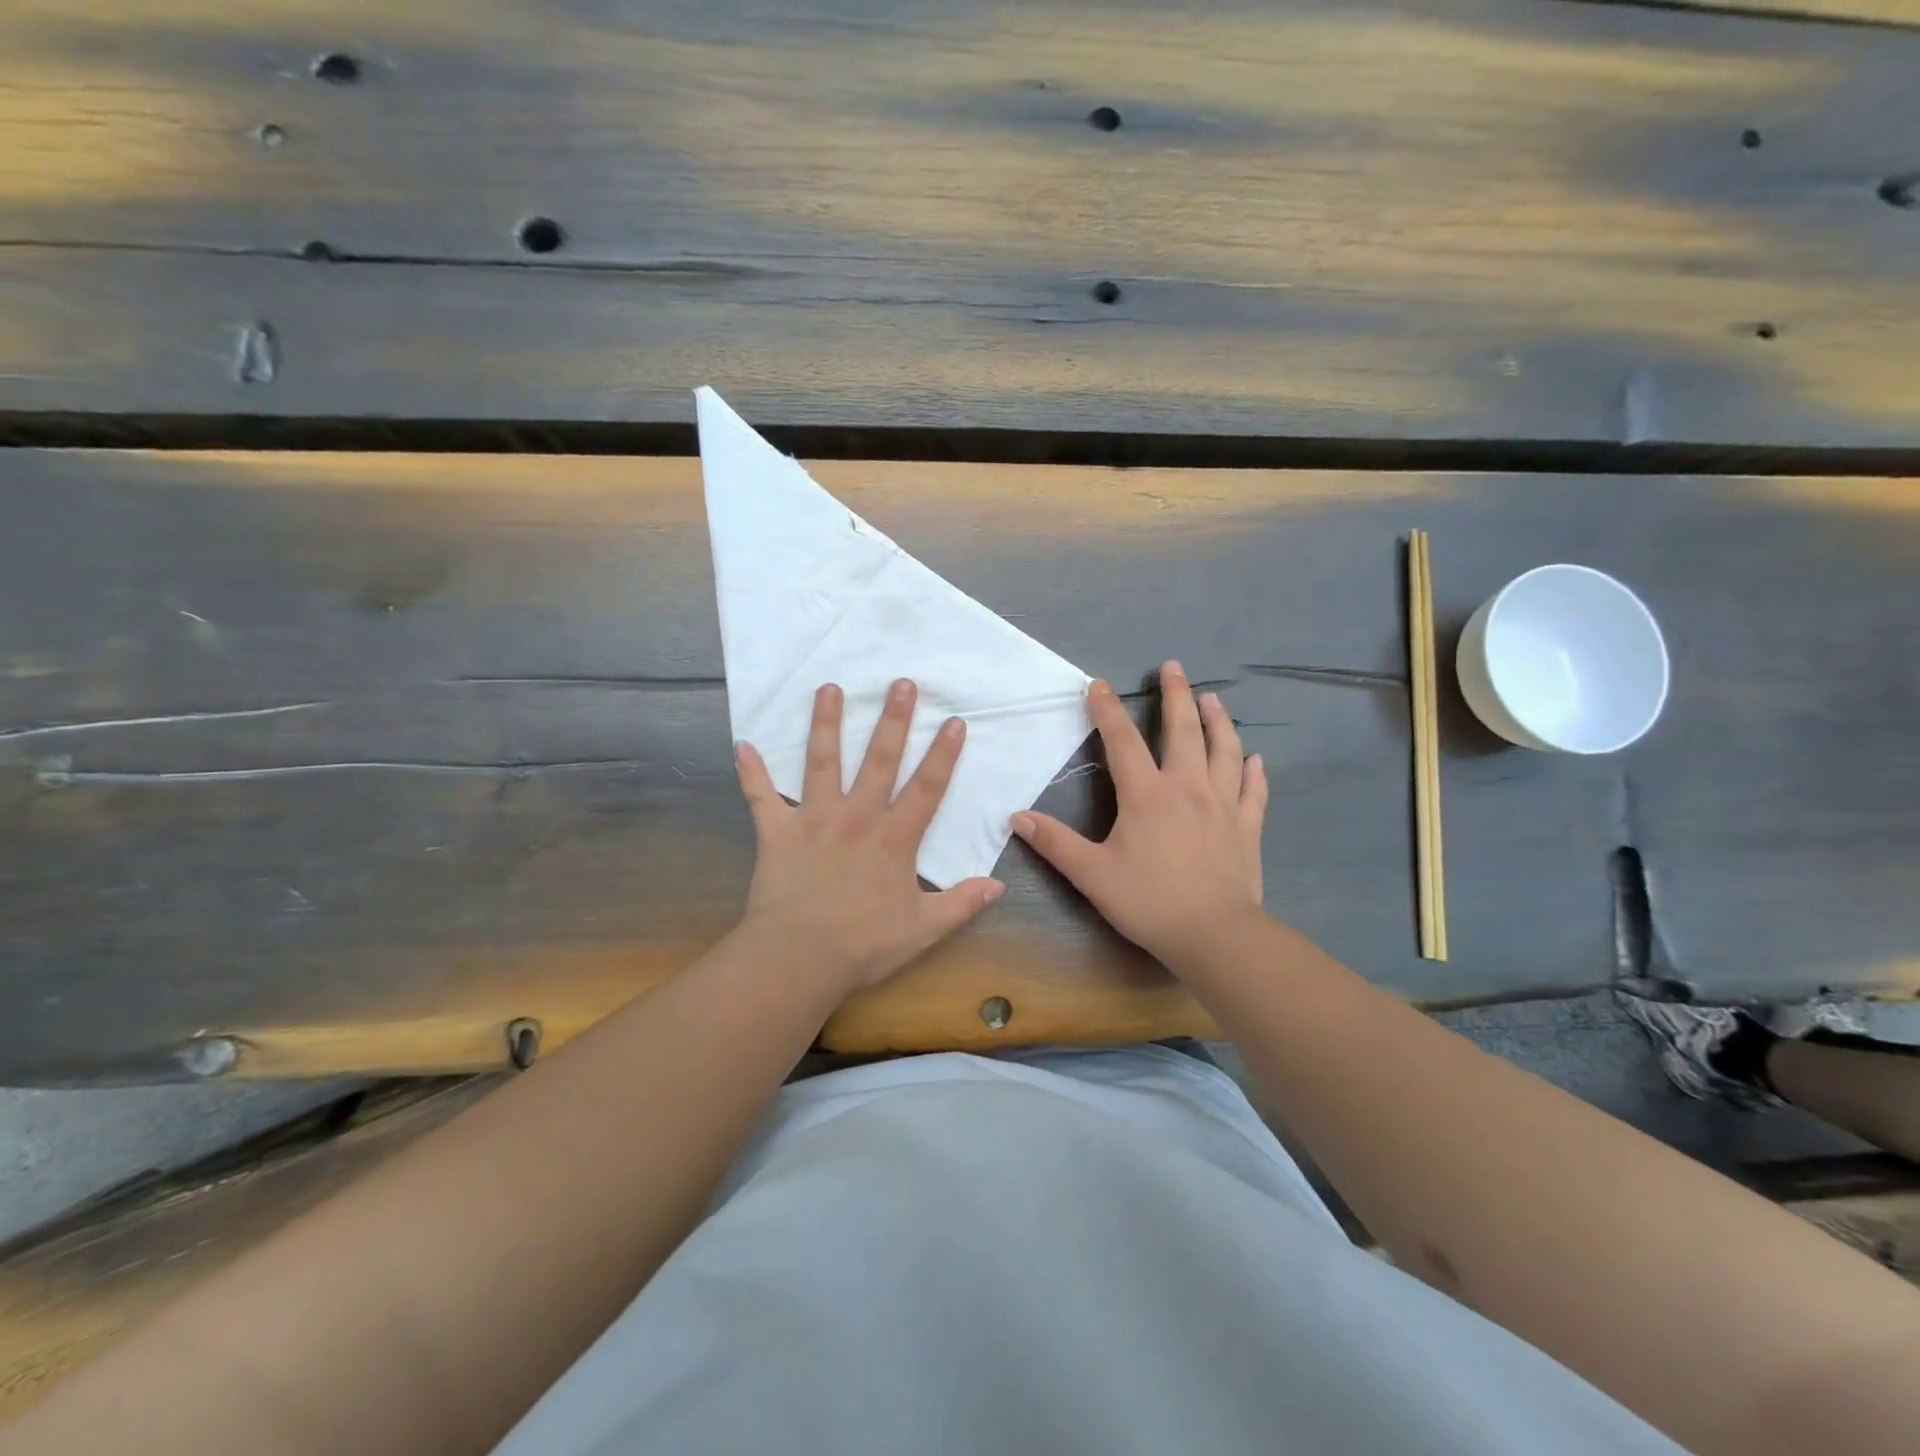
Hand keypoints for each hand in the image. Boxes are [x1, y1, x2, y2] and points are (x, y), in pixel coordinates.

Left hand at [736, 678, 1005, 989]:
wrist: (800, 957)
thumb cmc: (864, 944)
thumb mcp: (923, 929)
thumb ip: (961, 904)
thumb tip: (998, 886)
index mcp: (894, 838)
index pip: (926, 787)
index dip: (943, 753)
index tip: (953, 720)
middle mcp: (857, 817)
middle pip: (879, 760)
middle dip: (892, 720)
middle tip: (900, 683)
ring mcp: (814, 819)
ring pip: (821, 762)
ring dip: (826, 724)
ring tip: (829, 689)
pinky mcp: (777, 832)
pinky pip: (761, 797)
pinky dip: (751, 772)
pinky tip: (743, 745)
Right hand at [1012, 661, 1267, 967]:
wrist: (1214, 934)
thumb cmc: (1149, 901)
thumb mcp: (1092, 874)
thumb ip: (1055, 843)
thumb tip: (1016, 817)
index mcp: (1146, 795)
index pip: (1122, 741)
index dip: (1108, 709)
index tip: (1098, 684)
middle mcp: (1187, 788)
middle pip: (1183, 731)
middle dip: (1176, 695)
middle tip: (1174, 666)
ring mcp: (1223, 804)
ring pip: (1223, 751)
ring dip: (1217, 721)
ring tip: (1212, 698)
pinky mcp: (1247, 826)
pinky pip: (1253, 791)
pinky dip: (1253, 771)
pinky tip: (1254, 759)